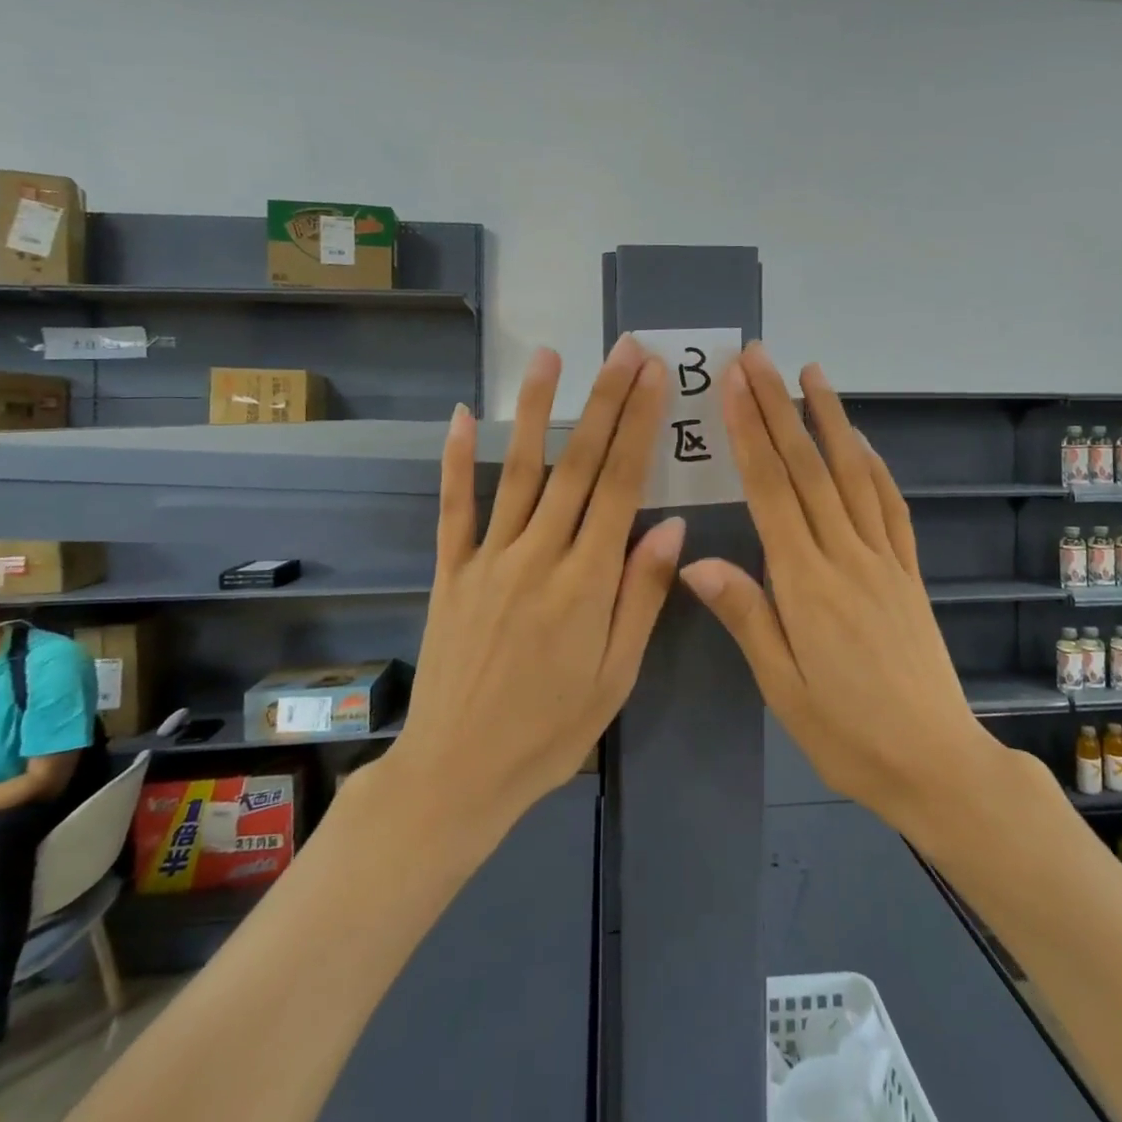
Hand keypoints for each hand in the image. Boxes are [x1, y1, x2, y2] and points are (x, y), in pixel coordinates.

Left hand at [384, 336, 684, 830]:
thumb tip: (671, 525)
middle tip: (624, 350)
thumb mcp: (615, 675)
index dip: (639, 425)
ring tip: (551, 357)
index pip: (621, 485)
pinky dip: (457, 460)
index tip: (654, 377)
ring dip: (537, 410)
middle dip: (605, 401)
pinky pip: (454, 507)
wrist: (458, 772)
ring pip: (519, 471)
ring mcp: (488, 558)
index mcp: (586, 581)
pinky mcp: (450, 570)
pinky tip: (464, 415)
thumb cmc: (551, 730)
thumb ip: (641, 596)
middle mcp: (539, 555)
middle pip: (579, 464)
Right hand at [678, 344, 1009, 837]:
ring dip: (831, 419)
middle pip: (808, 467)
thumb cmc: (847, 734)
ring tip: (812, 374)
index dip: (750, 432)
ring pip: (853, 475)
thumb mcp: (781, 687)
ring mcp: (884, 559)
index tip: (734, 385)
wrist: (936, 763)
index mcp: (806, 584)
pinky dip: (873, 465)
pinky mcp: (908, 572)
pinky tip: (860, 441)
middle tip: (760, 357)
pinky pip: (890, 506)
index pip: (772, 491)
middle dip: (779, 406)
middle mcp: (846, 556)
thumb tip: (696, 560)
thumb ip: (745, 616)